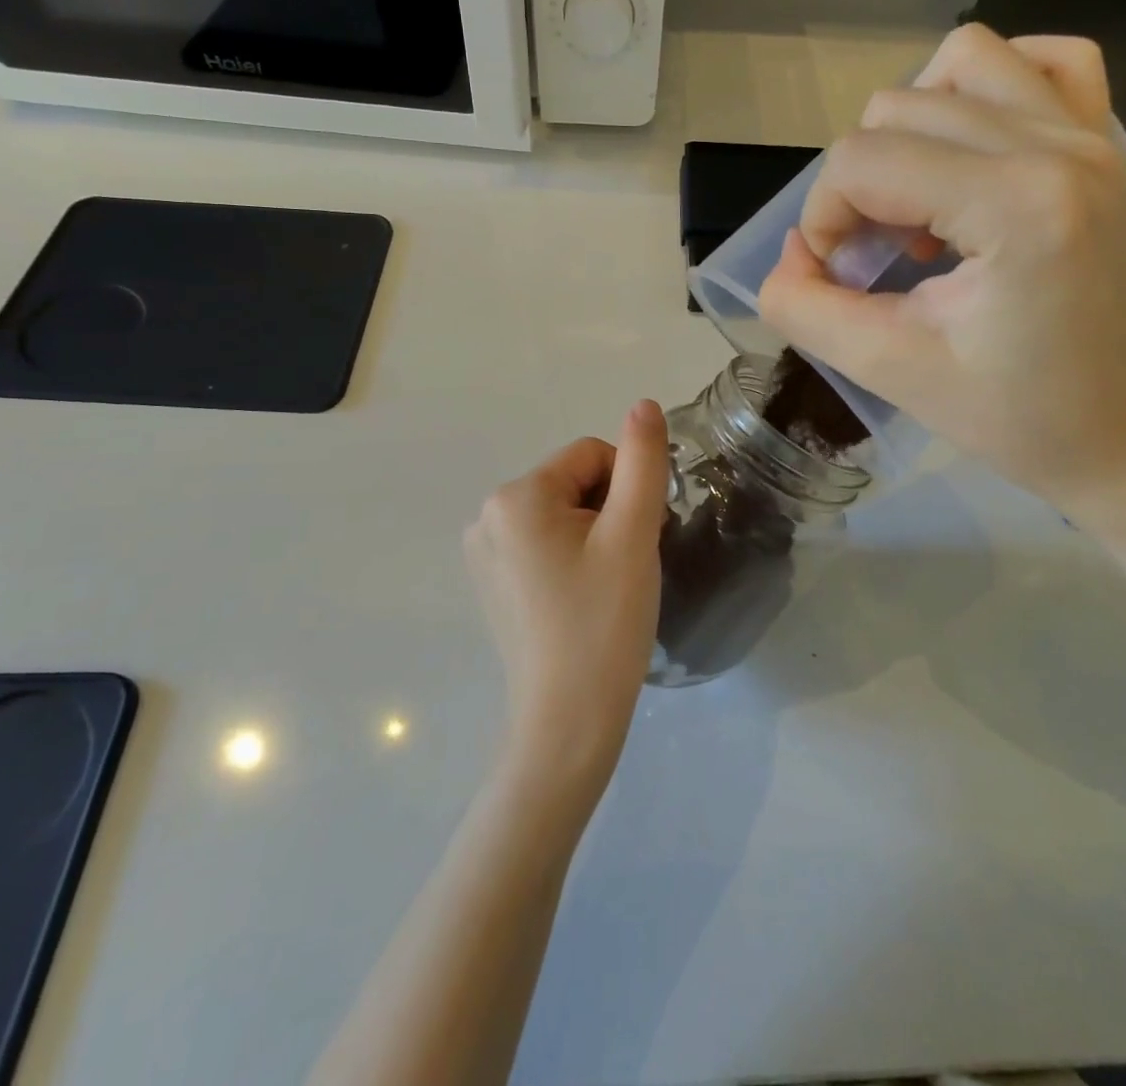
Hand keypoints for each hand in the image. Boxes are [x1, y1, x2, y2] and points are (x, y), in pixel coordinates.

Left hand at [464, 401, 670, 794]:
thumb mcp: (632, 533)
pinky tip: (580, 598)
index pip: (591, 455)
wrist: (568, 721)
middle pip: (573, 482)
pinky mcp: (490, 581)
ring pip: (560, 512)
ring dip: (593, 534)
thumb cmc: (604, 623)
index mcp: (516, 496)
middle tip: (623, 567)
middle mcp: (487, 515)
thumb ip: (642, 461)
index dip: (627, 489)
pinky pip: (541, 542)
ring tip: (604, 586)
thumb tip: (642, 404)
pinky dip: (570, 556)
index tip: (636, 539)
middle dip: (607, 512)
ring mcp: (483, 551)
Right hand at [759, 23, 1125, 520]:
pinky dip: (990, 87)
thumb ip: (804, 307)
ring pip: (962, 61)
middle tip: (879, 257)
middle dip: (859, 184)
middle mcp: (1058, 146)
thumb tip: (791, 251)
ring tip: (921, 200)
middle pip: (897, 109)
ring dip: (912, 127)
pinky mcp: (1103, 142)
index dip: (824, 217)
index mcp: (1015, 205)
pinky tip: (971, 145)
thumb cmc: (1009, 415)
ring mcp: (1089, 135)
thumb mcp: (885, 369)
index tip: (838, 278)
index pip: (863, 161)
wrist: (1118, 435)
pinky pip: (1043, 60)